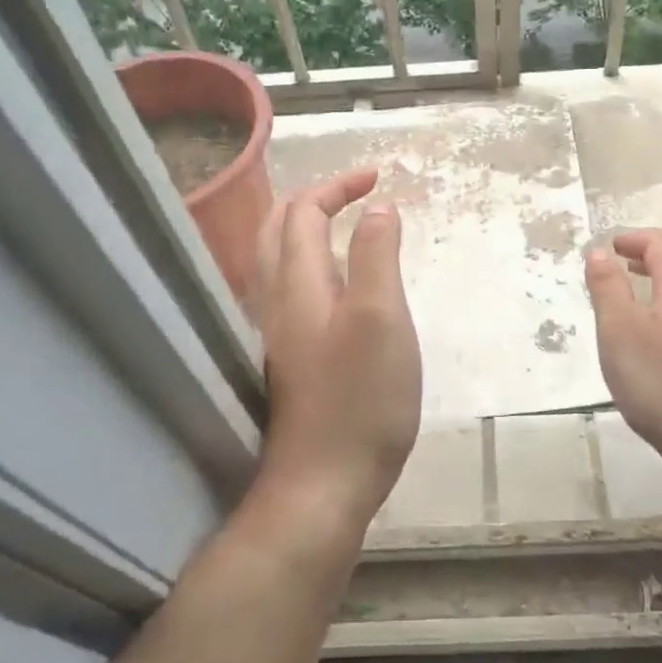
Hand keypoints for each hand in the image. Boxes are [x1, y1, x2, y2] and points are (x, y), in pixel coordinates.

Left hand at [248, 169, 420, 532]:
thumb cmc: (360, 398)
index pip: (304, 212)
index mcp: (300, 283)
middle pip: (278, 230)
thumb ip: (379, 257)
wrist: (323, 483)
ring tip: (346, 227)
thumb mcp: (383, 318)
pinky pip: (291, 291)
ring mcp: (280, 334)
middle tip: (356, 194)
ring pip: (279, 262)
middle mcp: (279, 301)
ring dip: (308, 231)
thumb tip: (379, 211)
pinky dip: (312, 265)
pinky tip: (338, 287)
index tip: (379, 179)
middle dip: (315, 201)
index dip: (338, 187)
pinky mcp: (290, 360)